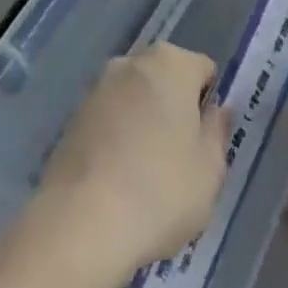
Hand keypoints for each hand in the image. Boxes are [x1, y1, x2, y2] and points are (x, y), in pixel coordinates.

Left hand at [36, 42, 231, 282]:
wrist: (80, 224)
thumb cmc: (160, 191)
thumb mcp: (211, 170)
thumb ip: (217, 132)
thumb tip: (215, 112)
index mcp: (171, 64)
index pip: (204, 70)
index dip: (209, 105)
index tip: (205, 142)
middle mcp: (130, 64)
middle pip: (166, 80)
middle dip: (174, 108)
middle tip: (179, 158)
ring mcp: (96, 89)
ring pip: (134, 100)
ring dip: (143, 123)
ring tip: (145, 174)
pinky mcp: (71, 118)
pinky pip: (108, 121)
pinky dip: (116, 139)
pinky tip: (117, 179)